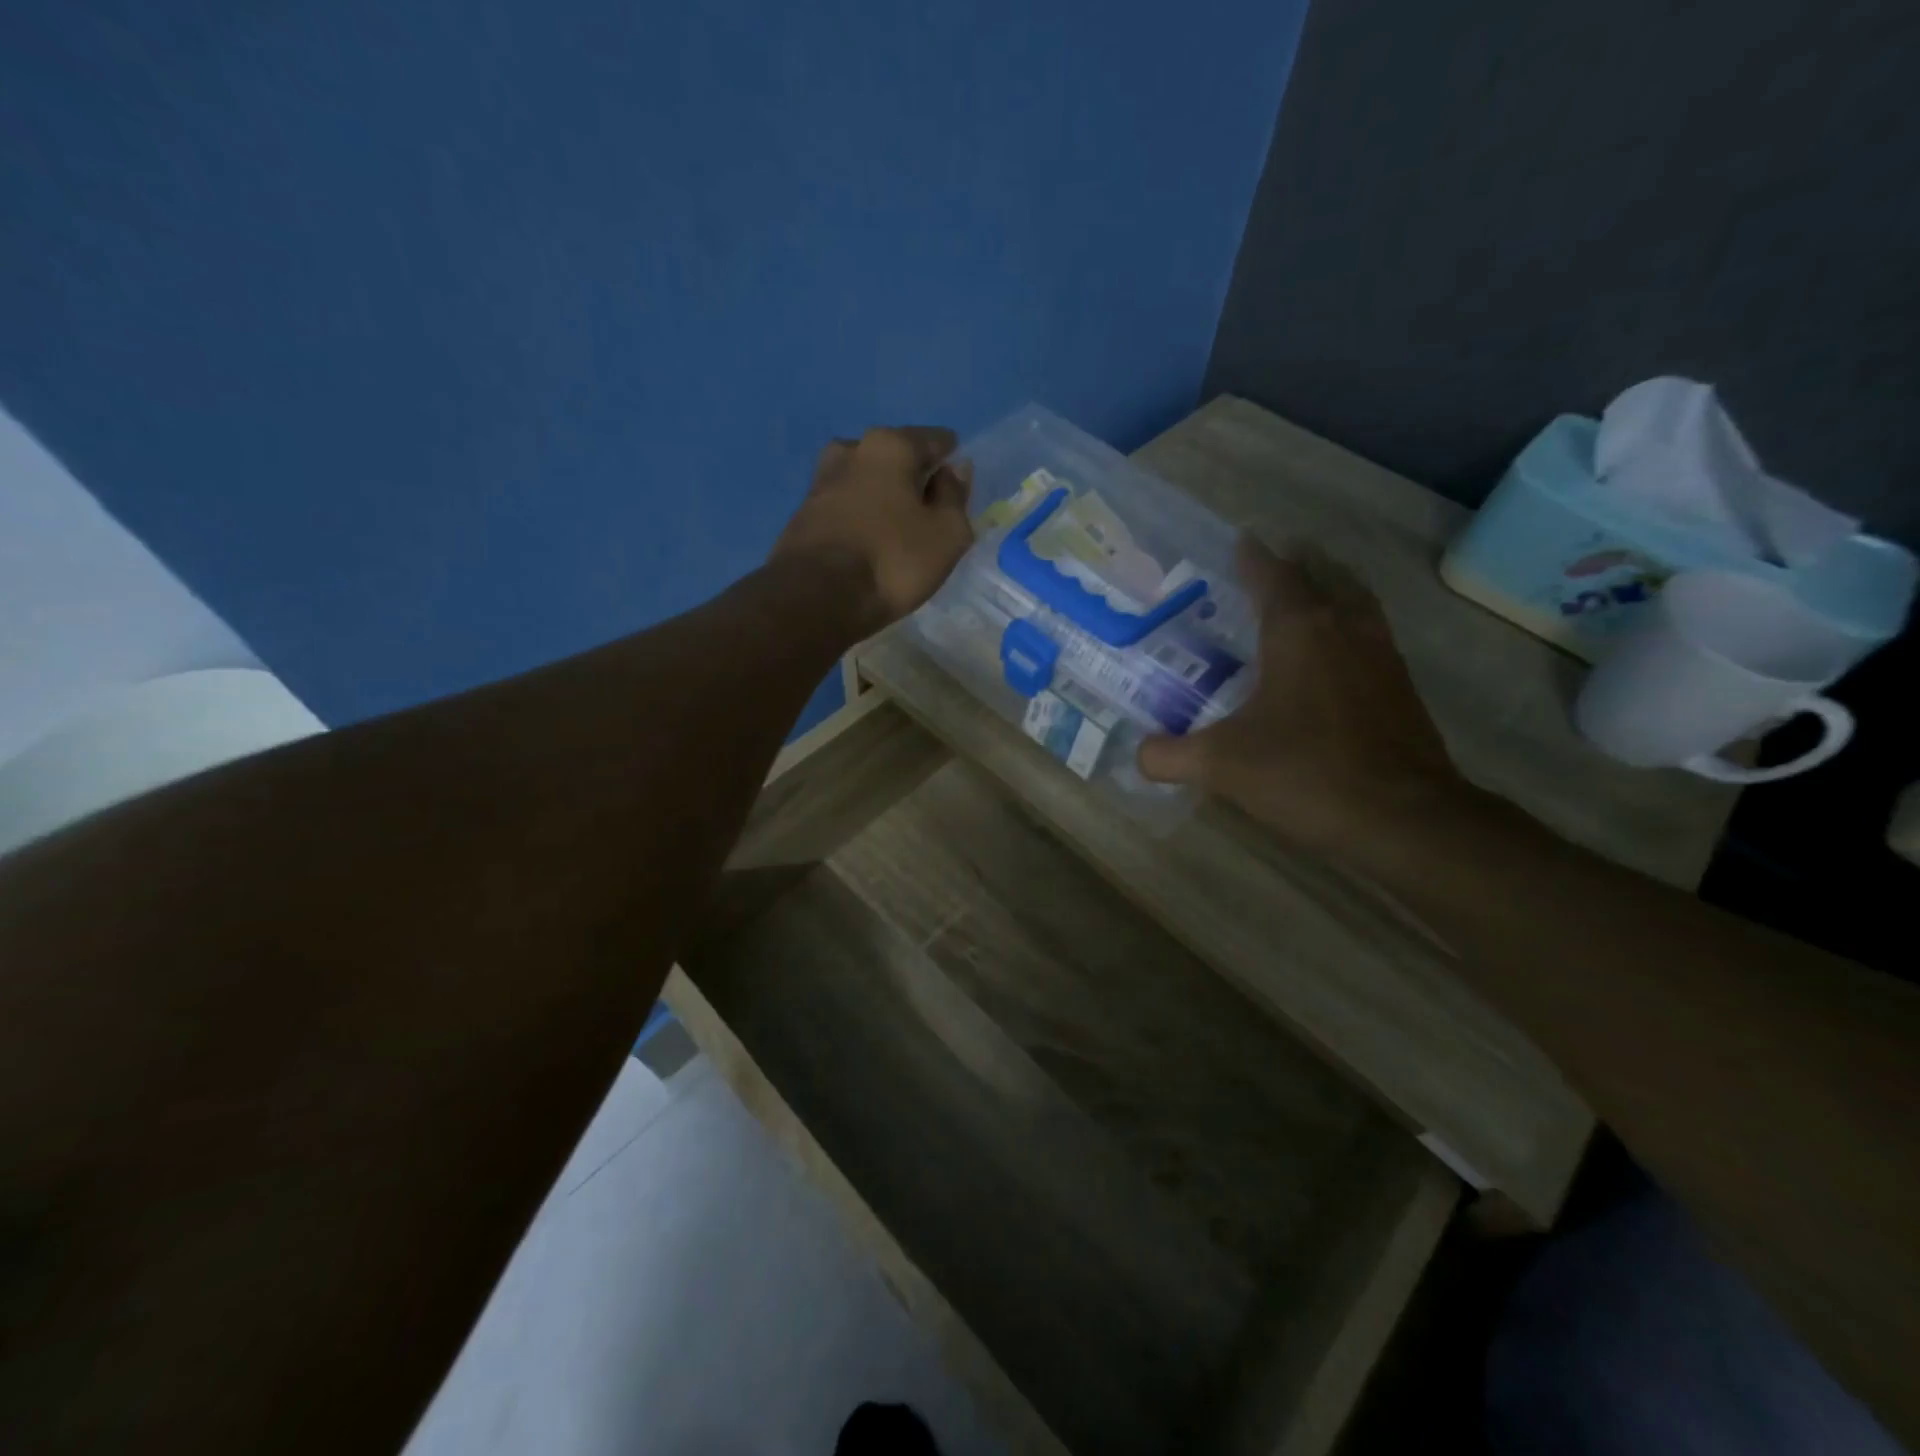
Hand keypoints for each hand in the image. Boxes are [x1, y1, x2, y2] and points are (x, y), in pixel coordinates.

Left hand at [770, 426, 973, 636]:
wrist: (815, 598)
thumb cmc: (892, 561)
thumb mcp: (946, 534)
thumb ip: (955, 496)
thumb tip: (954, 470)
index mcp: (890, 445)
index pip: (934, 440)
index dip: (951, 460)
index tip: (958, 485)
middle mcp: (851, 451)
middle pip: (895, 456)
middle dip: (913, 475)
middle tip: (929, 508)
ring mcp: (821, 482)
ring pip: (865, 480)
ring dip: (882, 495)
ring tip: (898, 526)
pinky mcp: (803, 515)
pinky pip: (845, 506)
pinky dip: (860, 516)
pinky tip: (869, 540)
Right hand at [1137, 537, 1463, 853]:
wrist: (1402, 817)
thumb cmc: (1305, 772)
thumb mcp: (1220, 765)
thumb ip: (1169, 755)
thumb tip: (1139, 754)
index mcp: (1298, 632)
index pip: (1273, 577)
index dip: (1254, 557)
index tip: (1242, 539)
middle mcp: (1343, 629)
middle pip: (1324, 576)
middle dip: (1300, 561)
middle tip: (1279, 555)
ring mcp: (1381, 656)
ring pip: (1357, 600)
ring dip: (1334, 584)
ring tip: (1315, 585)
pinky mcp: (1401, 687)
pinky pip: (1373, 632)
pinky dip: (1353, 621)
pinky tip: (1339, 649)